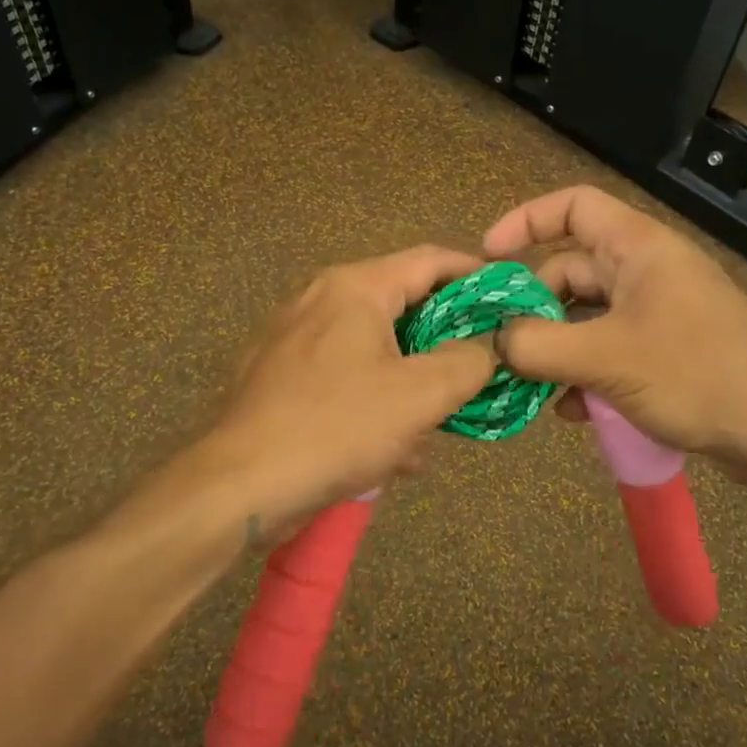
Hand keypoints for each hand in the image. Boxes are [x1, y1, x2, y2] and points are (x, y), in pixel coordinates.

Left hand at [198, 246, 496, 534]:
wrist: (238, 485)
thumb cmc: (336, 427)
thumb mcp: (420, 395)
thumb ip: (467, 362)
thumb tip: (489, 347)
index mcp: (355, 288)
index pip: (430, 260)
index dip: (476, 274)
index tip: (509, 298)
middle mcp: (321, 299)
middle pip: (402, 303)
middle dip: (445, 338)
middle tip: (481, 365)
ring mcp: (294, 337)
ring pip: (374, 346)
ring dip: (412, 377)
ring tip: (442, 418)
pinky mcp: (280, 376)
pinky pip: (344, 375)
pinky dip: (376, 399)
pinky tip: (397, 449)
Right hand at [482, 186, 746, 486]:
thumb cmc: (696, 373)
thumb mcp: (607, 357)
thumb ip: (539, 345)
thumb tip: (495, 341)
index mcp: (637, 248)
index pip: (573, 206)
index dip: (526, 221)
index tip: (488, 257)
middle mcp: (646, 271)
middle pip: (571, 270)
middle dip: (535, 307)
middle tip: (503, 346)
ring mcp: (658, 312)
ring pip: (587, 317)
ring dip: (557, 349)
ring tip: (532, 388)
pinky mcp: (667, 351)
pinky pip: (610, 350)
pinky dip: (586, 373)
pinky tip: (574, 412)